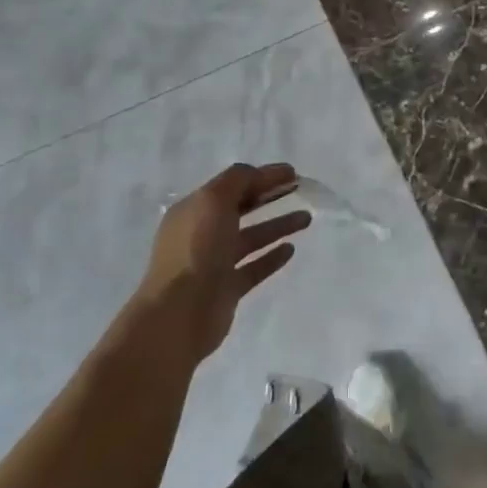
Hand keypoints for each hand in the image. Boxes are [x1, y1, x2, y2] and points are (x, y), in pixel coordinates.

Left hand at [135, 162, 310, 355]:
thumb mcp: (213, 201)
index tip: (292, 173)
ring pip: (251, 238)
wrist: (180, 314)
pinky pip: (254, 267)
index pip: (232, 185)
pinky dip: (272, 256)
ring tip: (307, 218)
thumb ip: (238, 181)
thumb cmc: (196, 250)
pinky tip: (291, 249)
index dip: (261, 176)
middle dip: (269, 197)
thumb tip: (260, 175)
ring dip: (277, 225)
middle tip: (299, 190)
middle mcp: (202, 234)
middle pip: (241, 209)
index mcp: (194, 210)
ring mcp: (214, 263)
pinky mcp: (227, 288)